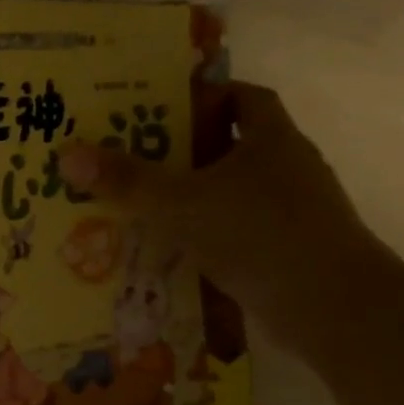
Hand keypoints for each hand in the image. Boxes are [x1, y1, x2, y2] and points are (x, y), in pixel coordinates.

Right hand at [60, 82, 387, 349]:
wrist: (335, 310)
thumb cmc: (261, 236)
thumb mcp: (182, 204)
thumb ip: (128, 181)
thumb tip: (68, 155)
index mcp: (273, 140)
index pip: (244, 97)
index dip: (206, 94)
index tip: (161, 104)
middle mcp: (286, 170)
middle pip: (229, 146)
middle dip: (182, 150)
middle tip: (128, 154)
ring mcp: (290, 214)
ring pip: (229, 193)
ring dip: (189, 197)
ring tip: (136, 203)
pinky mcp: (285, 252)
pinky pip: (233, 232)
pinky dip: (203, 236)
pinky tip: (165, 249)